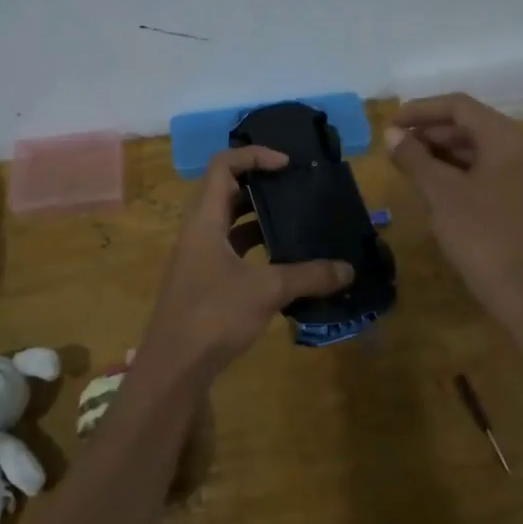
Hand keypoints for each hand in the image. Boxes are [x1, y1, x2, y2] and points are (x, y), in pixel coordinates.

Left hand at [138, 146, 354, 376]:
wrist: (174, 367)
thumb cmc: (213, 315)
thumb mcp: (266, 290)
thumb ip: (308, 276)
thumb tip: (349, 270)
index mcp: (205, 219)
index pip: (223, 165)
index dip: (255, 156)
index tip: (288, 165)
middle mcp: (199, 230)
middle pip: (228, 190)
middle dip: (263, 185)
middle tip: (299, 189)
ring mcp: (200, 257)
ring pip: (232, 223)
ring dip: (262, 218)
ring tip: (299, 221)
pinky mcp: (206, 280)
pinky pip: (234, 250)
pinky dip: (259, 248)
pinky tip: (287, 262)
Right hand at [386, 94, 522, 323]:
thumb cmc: (480, 235)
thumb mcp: (440, 193)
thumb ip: (414, 158)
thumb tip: (392, 134)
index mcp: (508, 138)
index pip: (460, 107)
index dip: (421, 110)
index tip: (391, 124)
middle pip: (472, 125)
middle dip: (431, 132)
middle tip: (396, 147)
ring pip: (480, 148)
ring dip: (443, 152)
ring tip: (409, 164)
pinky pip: (489, 169)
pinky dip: (460, 170)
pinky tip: (435, 184)